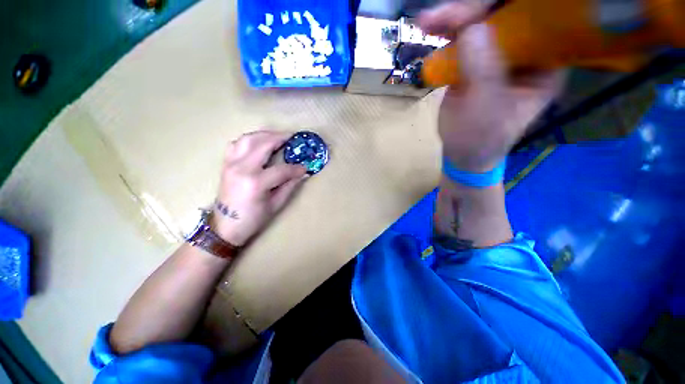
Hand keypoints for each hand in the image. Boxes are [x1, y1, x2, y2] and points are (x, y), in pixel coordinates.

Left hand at [211, 131, 306, 245]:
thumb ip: (289, 186)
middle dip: (280, 138)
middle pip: (263, 144)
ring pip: (248, 139)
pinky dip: (250, 139)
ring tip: (277, 137)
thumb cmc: (252, 219)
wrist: (224, 226)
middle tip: (292, 137)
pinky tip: (259, 143)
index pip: (282, 169)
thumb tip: (302, 173)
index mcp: (255, 182)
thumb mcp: (275, 205)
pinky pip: (237, 143)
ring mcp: (231, 163)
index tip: (305, 167)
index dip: (296, 168)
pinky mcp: (226, 163)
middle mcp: (241, 168)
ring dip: (265, 134)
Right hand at [418, 3, 563, 171]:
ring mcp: (497, 54)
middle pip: (505, 15)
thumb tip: (472, 29)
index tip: (484, 6)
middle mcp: (525, 52)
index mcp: (544, 63)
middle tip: (445, 16)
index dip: (512, 6)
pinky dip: (444, 32)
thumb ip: (483, 72)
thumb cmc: (481, 139)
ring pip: (480, 23)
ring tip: (428, 22)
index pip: (538, 20)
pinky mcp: (473, 61)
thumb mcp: (486, 111)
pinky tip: (429, 28)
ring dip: (453, 18)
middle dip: (474, 10)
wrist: (461, 152)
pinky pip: (461, 38)